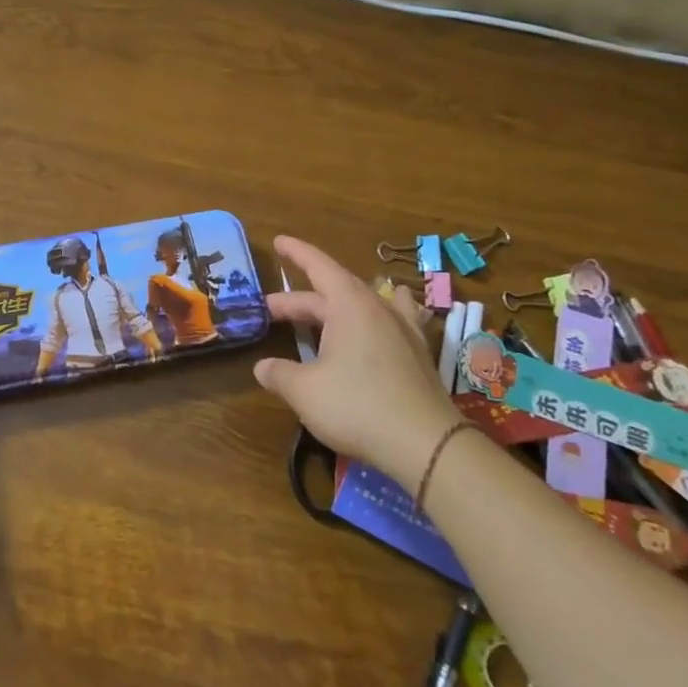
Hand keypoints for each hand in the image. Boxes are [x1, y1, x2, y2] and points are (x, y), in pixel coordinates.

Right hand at [255, 235, 460, 487]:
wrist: (425, 444)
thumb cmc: (357, 406)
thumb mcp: (304, 391)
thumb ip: (279, 374)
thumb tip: (262, 367)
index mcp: (349, 305)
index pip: (318, 266)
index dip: (295, 253)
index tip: (277, 241)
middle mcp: (378, 309)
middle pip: (333, 292)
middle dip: (300, 300)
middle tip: (270, 310)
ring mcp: (403, 331)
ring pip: (367, 303)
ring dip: (340, 303)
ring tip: (331, 302)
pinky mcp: (418, 355)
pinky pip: (397, 320)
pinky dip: (383, 315)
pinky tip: (390, 321)